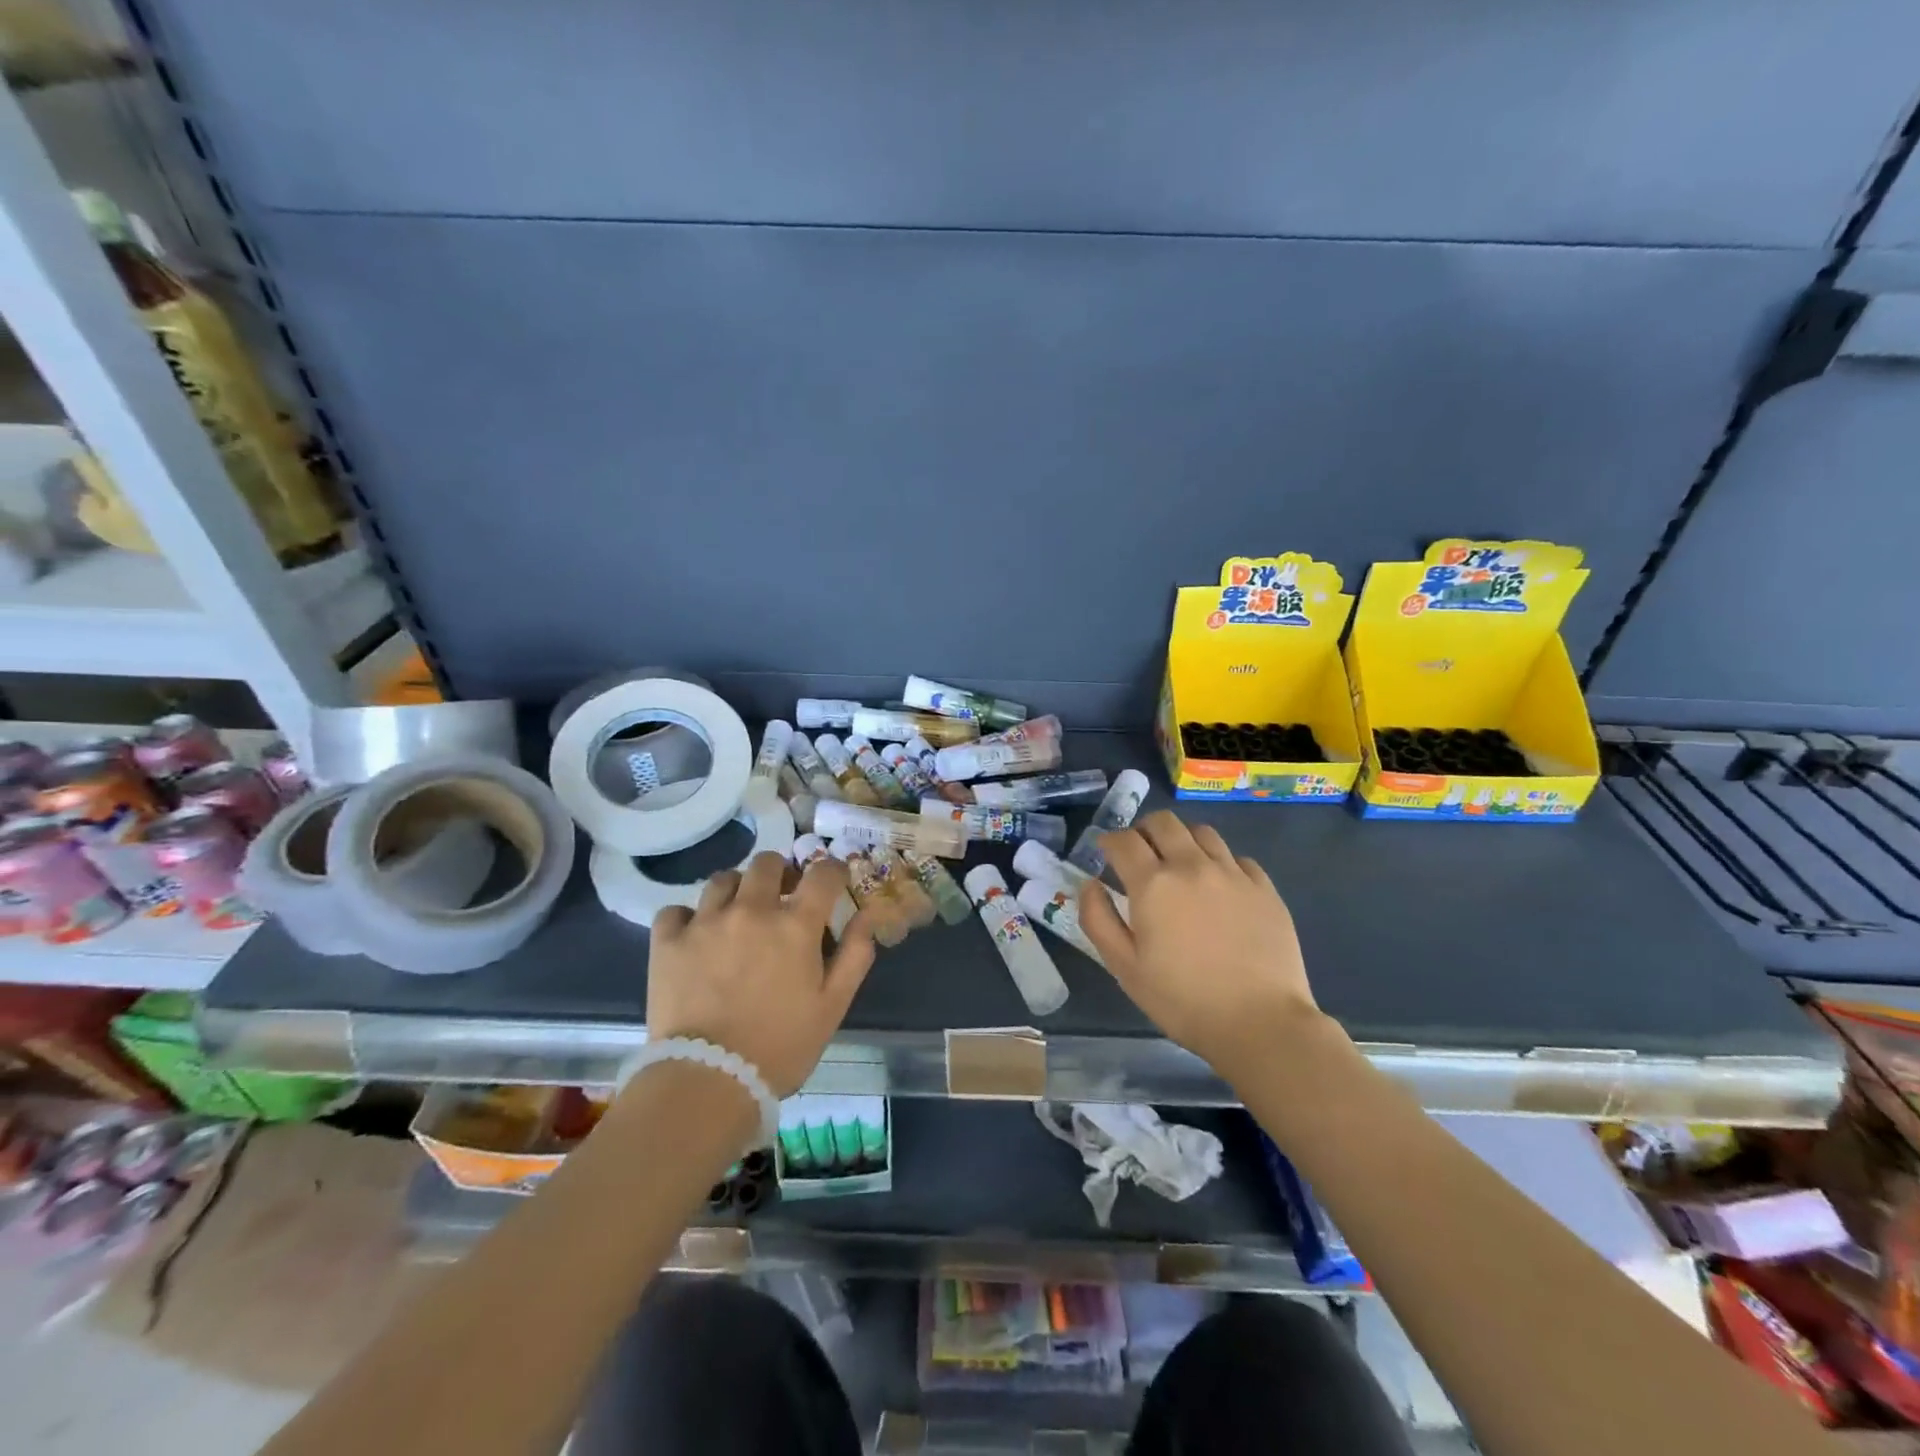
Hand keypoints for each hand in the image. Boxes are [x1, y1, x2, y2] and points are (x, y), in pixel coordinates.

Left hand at [646, 853, 875, 1095]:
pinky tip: (695, 936)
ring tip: (738, 913)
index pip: (823, 874)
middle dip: (781, 873)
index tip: (834, 879)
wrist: (707, 1082)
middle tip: (782, 896)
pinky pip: (676, 909)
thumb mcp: (832, 1006)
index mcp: (796, 925)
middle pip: (768, 863)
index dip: (833, 870)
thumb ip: (854, 955)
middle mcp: (751, 910)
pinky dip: (689, 917)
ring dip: (737, 889)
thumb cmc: (780, 1047)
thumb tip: (867, 916)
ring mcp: (705, 921)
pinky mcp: (667, 941)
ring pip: (722, 879)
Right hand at [1078, 810, 1325, 1078]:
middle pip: (1164, 822)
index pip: (1124, 840)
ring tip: (1180, 865)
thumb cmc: (1183, 1000)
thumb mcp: (1125, 968)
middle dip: (1144, 831)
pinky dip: (1220, 862)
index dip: (1109, 841)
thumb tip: (1090, 884)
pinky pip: (1238, 858)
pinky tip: (1219, 887)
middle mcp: (1192, 866)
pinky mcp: (1265, 888)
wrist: (1260, 1023)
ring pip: (1202, 832)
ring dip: (1183, 840)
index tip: (1106, 852)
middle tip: (1140, 854)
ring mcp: (1233, 873)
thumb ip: (1098, 920)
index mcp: (1153, 884)